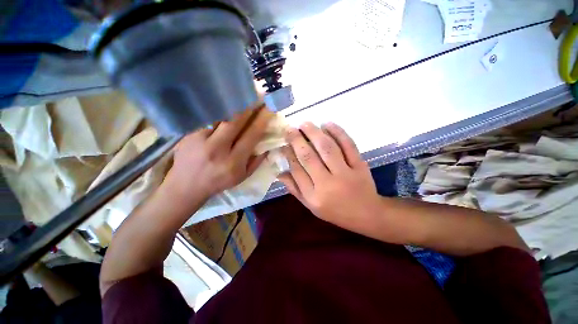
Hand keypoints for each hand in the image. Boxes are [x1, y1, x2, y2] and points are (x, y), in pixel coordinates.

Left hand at [163, 106, 273, 205]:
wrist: (186, 186)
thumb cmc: (219, 182)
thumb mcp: (242, 177)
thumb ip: (257, 161)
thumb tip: (267, 145)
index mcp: (234, 162)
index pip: (251, 136)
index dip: (261, 121)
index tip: (268, 109)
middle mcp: (217, 149)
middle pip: (234, 121)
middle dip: (247, 106)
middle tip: (256, 95)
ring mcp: (200, 140)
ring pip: (219, 116)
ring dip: (232, 105)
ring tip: (241, 96)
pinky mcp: (188, 135)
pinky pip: (207, 118)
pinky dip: (217, 110)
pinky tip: (223, 104)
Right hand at [279, 122, 380, 227]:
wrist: (367, 214)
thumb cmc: (335, 211)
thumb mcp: (311, 206)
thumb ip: (295, 189)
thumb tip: (279, 172)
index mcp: (314, 196)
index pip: (297, 170)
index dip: (289, 154)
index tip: (284, 144)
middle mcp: (327, 184)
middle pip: (309, 157)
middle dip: (297, 140)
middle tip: (290, 128)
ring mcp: (345, 173)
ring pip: (327, 148)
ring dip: (314, 133)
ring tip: (305, 124)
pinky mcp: (359, 165)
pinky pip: (348, 145)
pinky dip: (337, 132)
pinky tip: (327, 124)